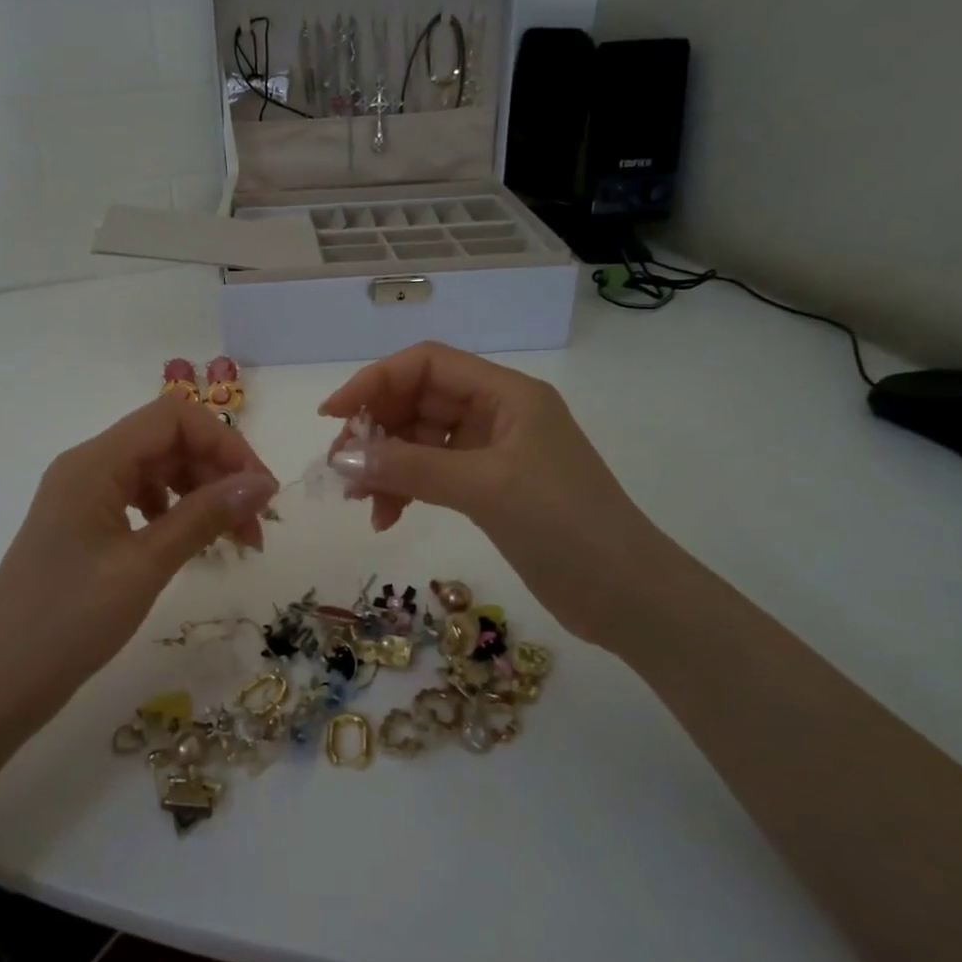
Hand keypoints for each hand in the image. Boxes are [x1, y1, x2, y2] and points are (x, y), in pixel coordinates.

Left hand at [0, 397, 277, 711]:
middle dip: (218, 474)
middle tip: (254, 528)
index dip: (225, 444)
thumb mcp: (145, 566)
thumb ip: (205, 516)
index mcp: (95, 462)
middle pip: (168, 442)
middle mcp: (87, 466)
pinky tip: (191, 543)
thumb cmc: (68, 623)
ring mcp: (82, 495)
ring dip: (202, 494)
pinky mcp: (82, 524)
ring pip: (158, 470)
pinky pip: (139, 498)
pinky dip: (175, 512)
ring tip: (234, 541)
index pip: (174, 418)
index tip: (261, 491)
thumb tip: (264, 484)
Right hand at [320, 342, 653, 643]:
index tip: (333, 415)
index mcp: (507, 394)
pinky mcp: (489, 489)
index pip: (428, 364)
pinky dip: (405, 489)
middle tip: (341, 469)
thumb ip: (410, 468)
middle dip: (376, 430)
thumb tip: (343, 460)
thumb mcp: (485, 488)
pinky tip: (386, 517)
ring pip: (420, 441)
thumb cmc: (565, 526)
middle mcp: (498, 414)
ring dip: (386, 464)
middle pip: (419, 401)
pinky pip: (432, 474)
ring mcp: (493, 453)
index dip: (376, 381)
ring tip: (360, 502)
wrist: (628, 596)